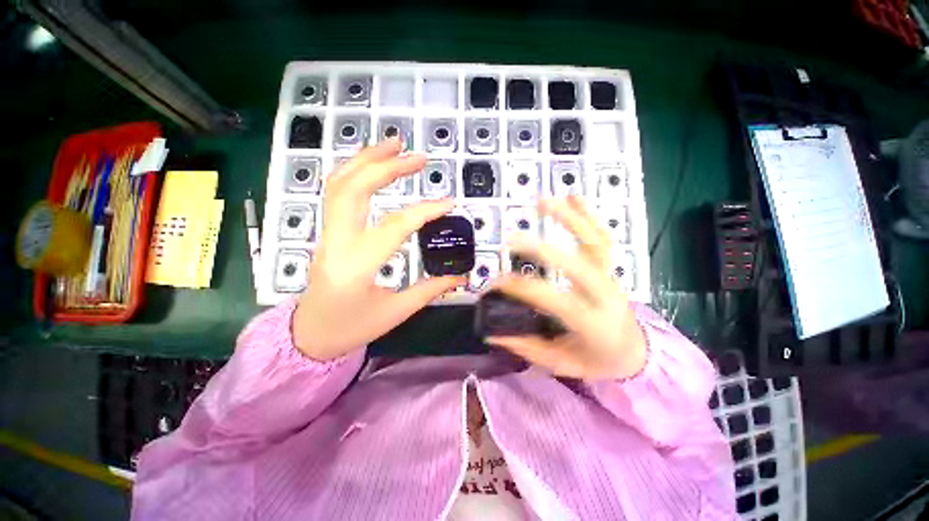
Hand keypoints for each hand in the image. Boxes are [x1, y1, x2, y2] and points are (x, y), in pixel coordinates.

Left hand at [293, 139, 463, 360]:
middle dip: (386, 166)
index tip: (449, 202)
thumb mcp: (395, 313)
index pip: (395, 227)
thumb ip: (429, 290)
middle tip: (417, 156)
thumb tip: (460, 276)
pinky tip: (372, 164)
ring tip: (394, 144)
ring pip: (339, 184)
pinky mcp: (328, 232)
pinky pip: (336, 193)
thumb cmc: (351, 328)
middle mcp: (337, 242)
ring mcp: (327, 234)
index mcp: (356, 266)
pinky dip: (354, 171)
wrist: (310, 334)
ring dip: (366, 159)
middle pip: (354, 190)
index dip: (425, 211)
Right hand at [488, 196, 646, 379]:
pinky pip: (601, 237)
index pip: (554, 300)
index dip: (523, 288)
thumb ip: (526, 347)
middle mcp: (605, 295)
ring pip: (593, 241)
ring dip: (569, 217)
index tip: (496, 283)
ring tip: (542, 200)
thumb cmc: (597, 361)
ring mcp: (610, 276)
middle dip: (541, 250)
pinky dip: (588, 214)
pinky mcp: (609, 266)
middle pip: (576, 265)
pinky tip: (572, 196)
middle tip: (511, 241)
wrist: (635, 353)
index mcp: (592, 323)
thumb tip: (491, 333)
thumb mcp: (560, 364)